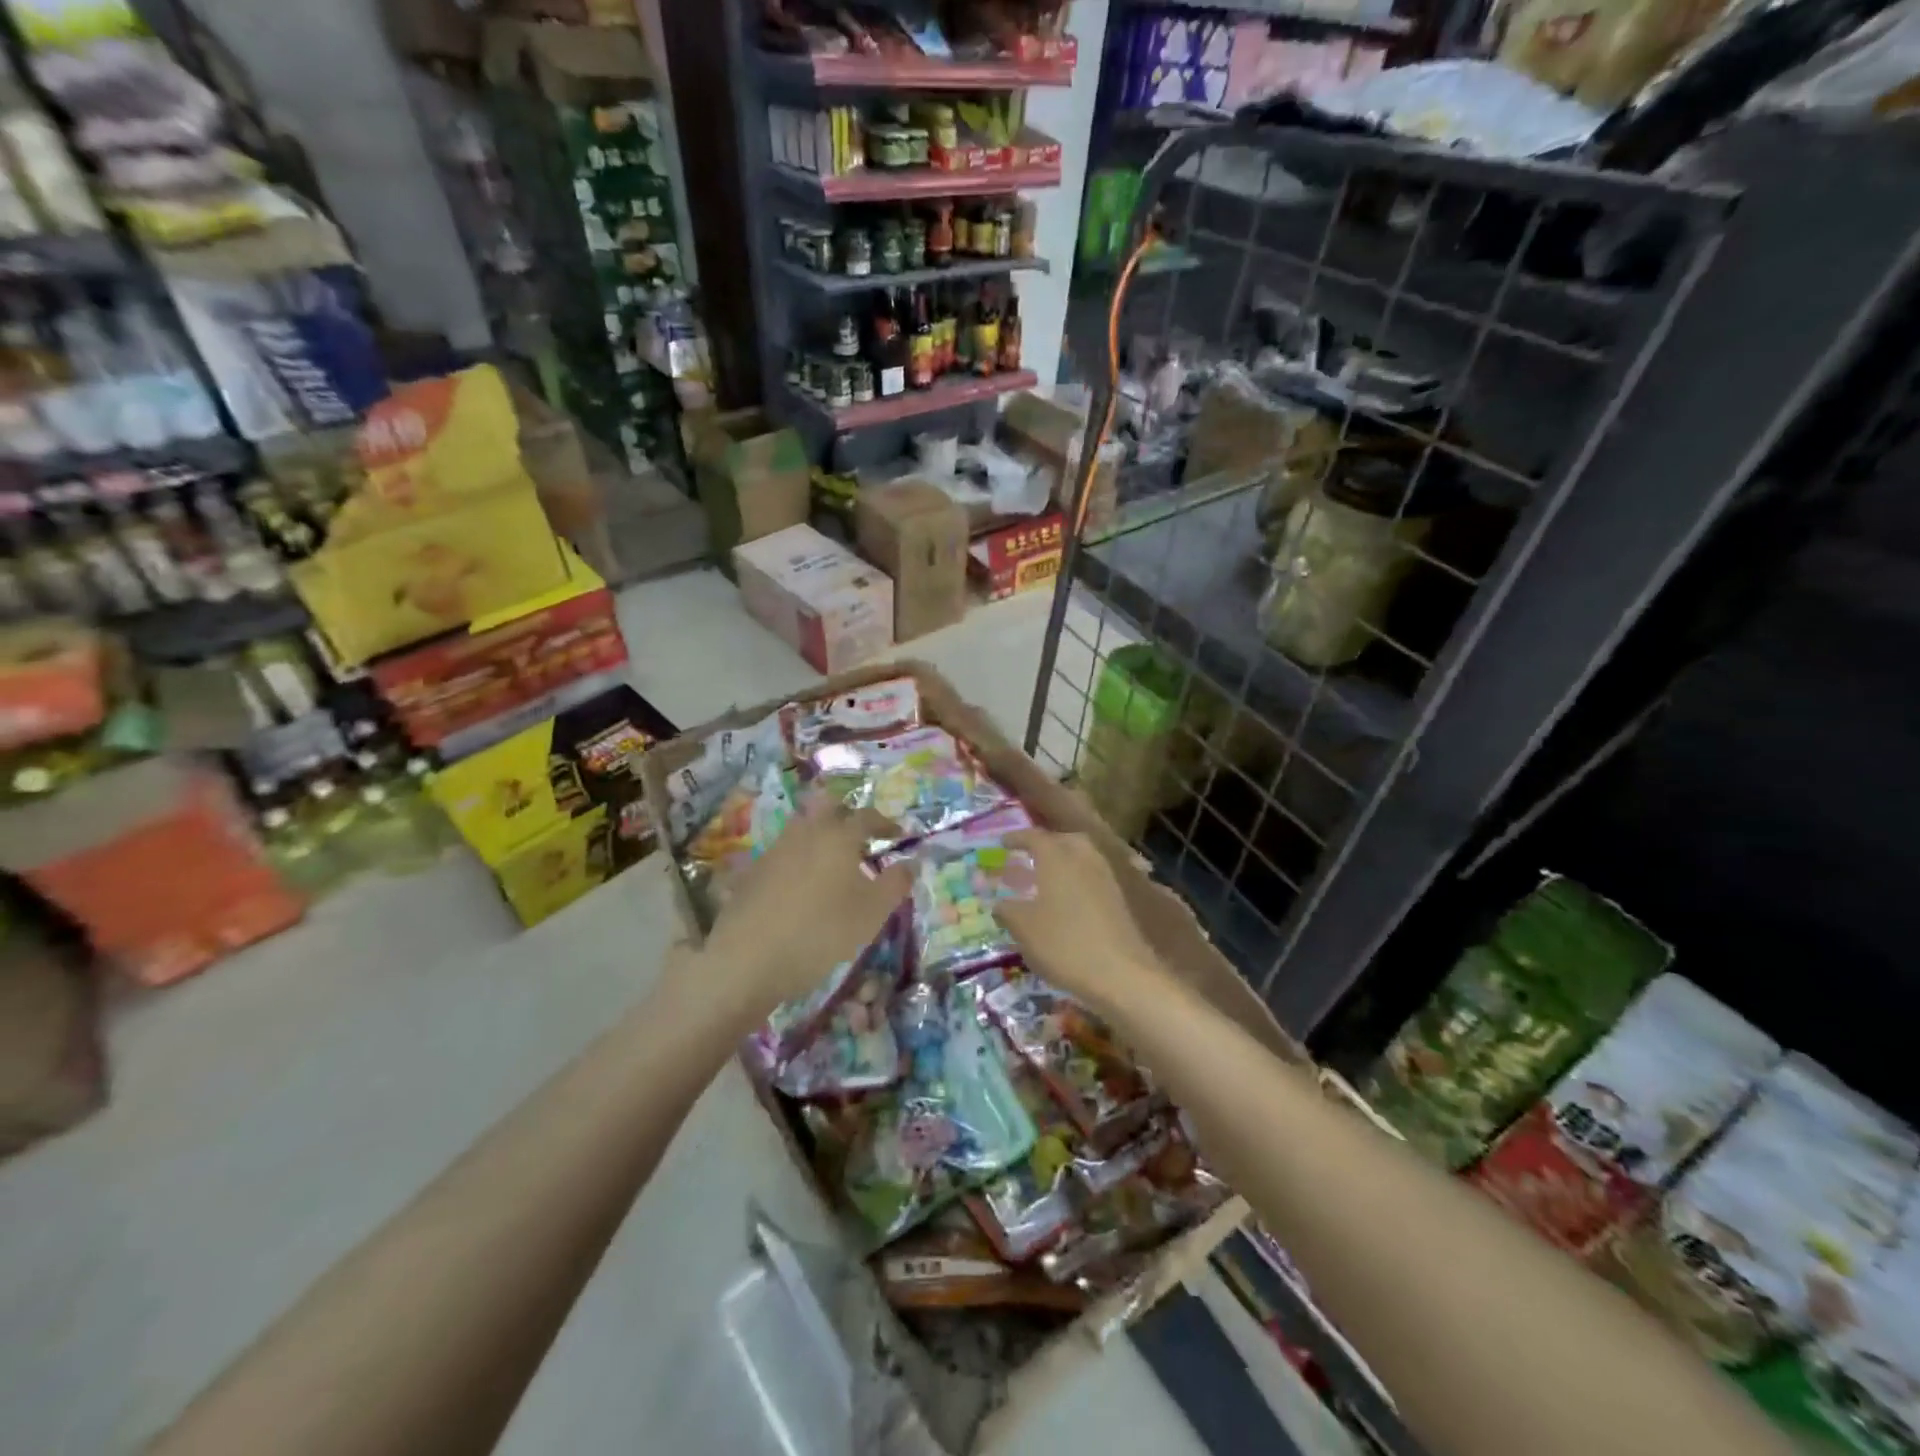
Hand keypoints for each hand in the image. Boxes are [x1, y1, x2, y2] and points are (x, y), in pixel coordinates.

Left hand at [694, 795, 911, 1027]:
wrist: (748, 960)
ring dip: (821, 834)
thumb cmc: (821, 933)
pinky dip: (799, 857)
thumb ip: (896, 883)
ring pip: (802, 827)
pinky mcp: (753, 871)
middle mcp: (805, 832)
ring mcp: (775, 849)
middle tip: (862, 837)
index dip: (885, 822)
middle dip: (847, 815)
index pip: (866, 815)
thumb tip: (912, 861)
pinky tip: (803, 884)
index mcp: (838, 836)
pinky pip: (783, 851)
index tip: (898, 834)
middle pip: (828, 807)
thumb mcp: (872, 913)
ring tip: (834, 861)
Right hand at [993, 828, 1163, 1017]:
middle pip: (1064, 840)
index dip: (1016, 838)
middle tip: (1030, 855)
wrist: (1121, 973)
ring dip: (1065, 860)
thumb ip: (1007, 911)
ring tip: (1047, 877)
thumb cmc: (1064, 944)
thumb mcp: (1024, 929)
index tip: (1003, 843)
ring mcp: (1105, 877)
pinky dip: (1078, 878)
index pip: (1034, 837)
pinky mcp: (1118, 898)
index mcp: (1057, 857)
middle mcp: (1083, 858)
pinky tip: (1067, 900)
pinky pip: (1093, 876)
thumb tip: (999, 904)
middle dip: (1046, 844)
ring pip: (1082, 856)